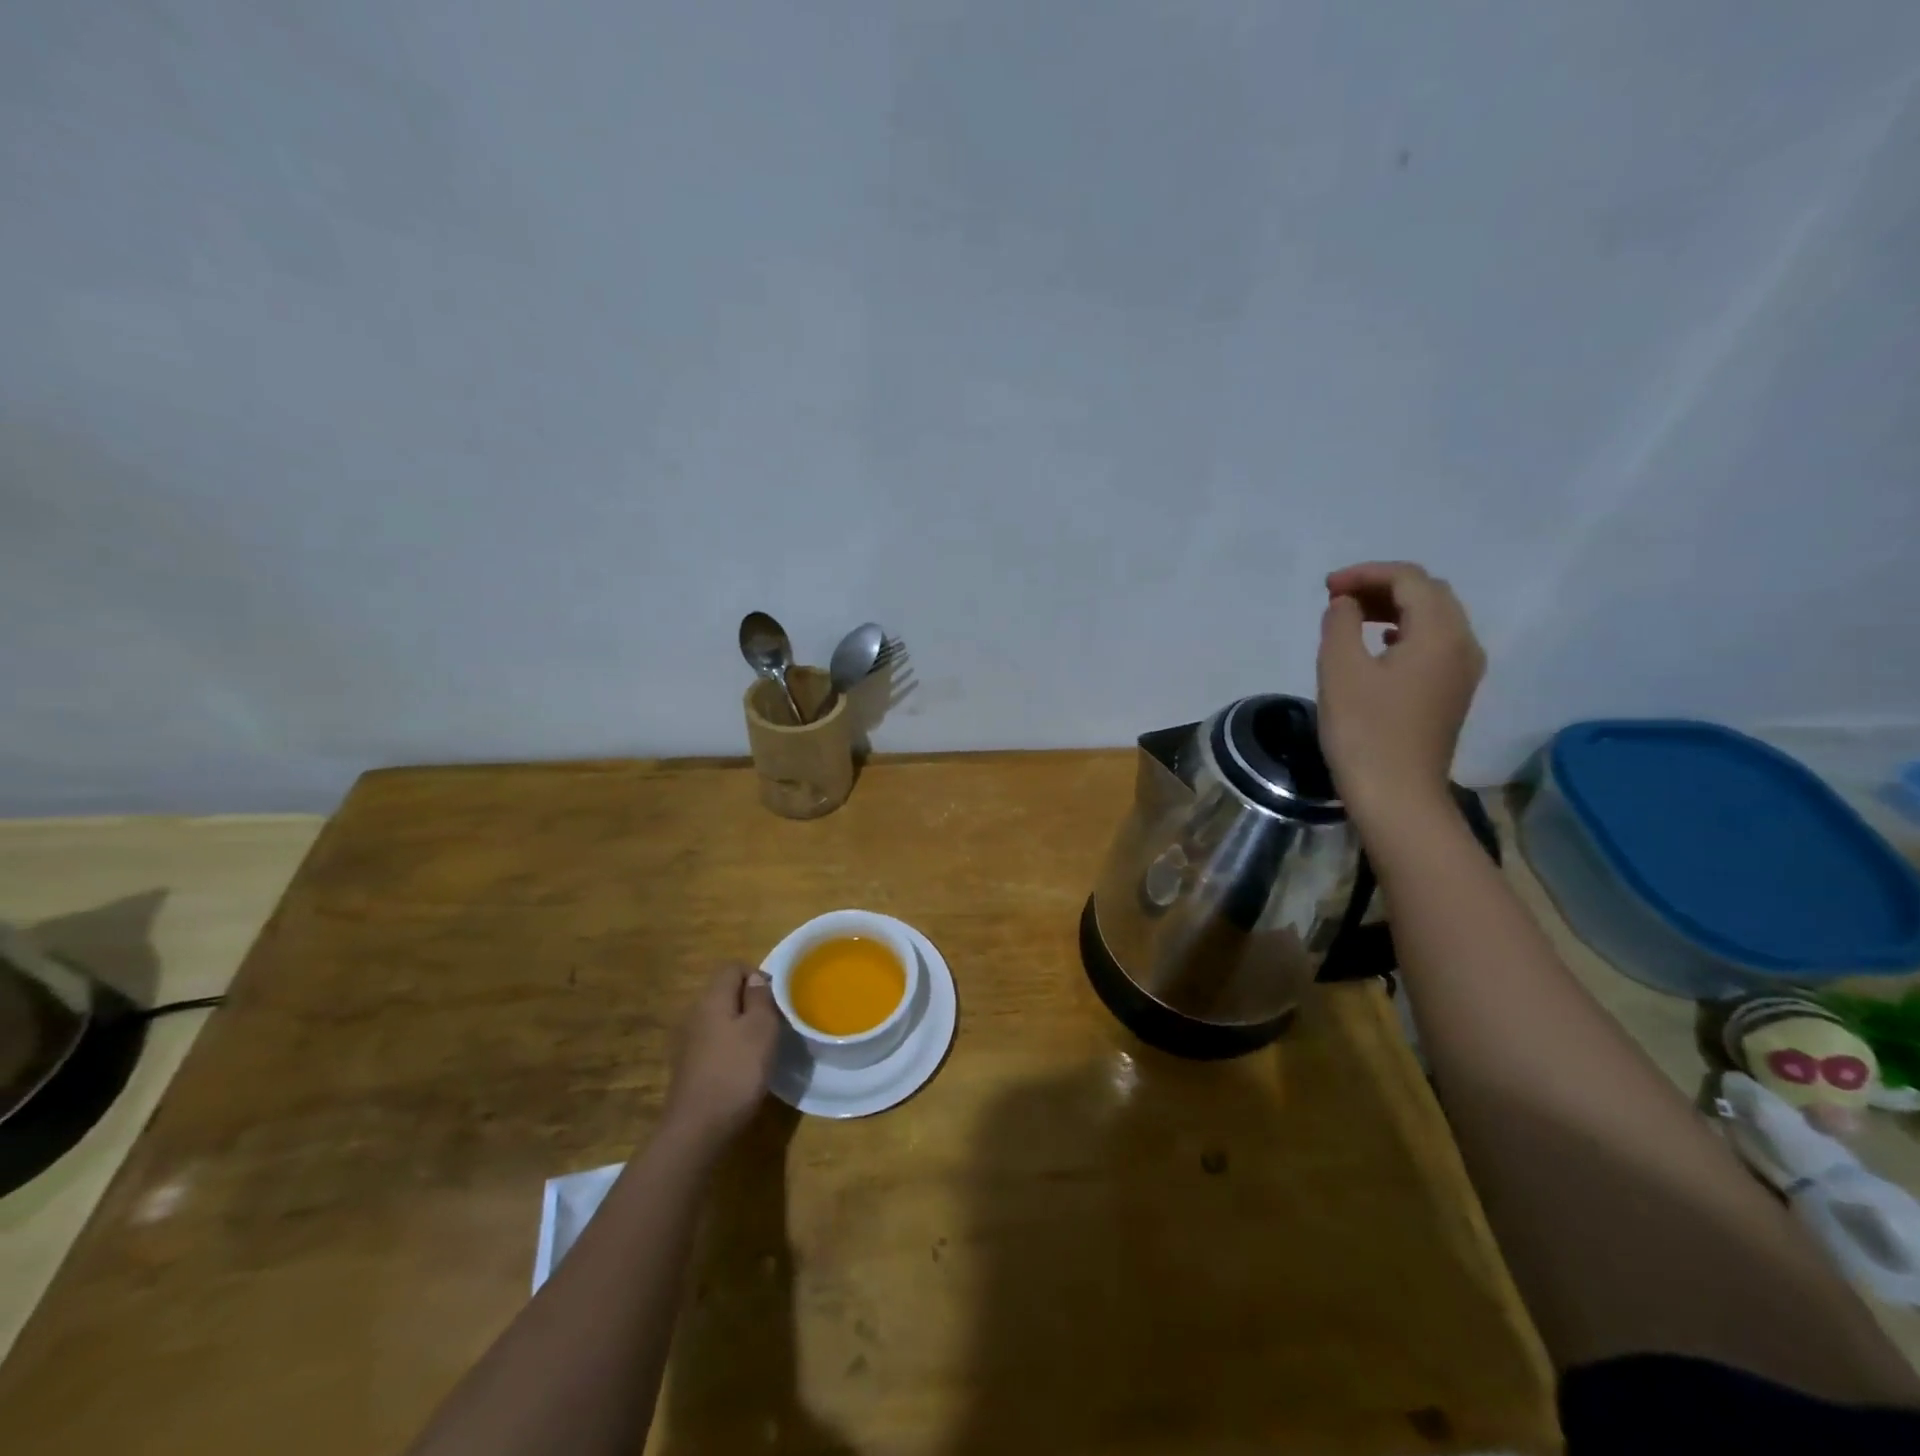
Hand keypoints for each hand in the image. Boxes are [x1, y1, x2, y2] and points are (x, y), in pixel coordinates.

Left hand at [662, 963, 779, 1148]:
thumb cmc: (736, 1071)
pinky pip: (713, 1043)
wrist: (697, 1129)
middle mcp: (694, 1014)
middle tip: (773, 1023)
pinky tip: (742, 1068)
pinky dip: (729, 1047)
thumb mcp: (761, 1028)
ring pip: (719, 1019)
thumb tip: (755, 979)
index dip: (757, 975)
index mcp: (711, 999)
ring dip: (740, 1026)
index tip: (776, 999)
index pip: (733, 967)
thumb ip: (760, 998)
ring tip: (761, 1047)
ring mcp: (687, 1042)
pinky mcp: (687, 1067)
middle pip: (725, 993)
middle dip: (750, 1002)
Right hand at [1316, 561, 1484, 826]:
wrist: (1397, 796)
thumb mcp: (1340, 670)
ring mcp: (1463, 671)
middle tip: (1338, 598)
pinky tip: (1378, 645)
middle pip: (1429, 594)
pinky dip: (1404, 632)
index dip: (1366, 574)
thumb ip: (1341, 624)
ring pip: (1434, 618)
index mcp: (1440, 633)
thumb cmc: (1364, 731)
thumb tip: (1346, 604)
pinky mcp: (1452, 693)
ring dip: (1393, 608)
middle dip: (1382, 586)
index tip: (1327, 587)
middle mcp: (1463, 644)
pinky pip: (1434, 644)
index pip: (1409, 580)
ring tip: (1351, 617)